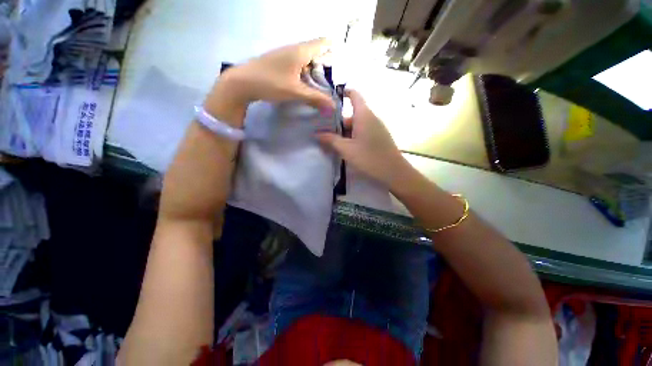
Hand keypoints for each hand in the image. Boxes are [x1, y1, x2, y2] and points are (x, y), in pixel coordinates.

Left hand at [204, 38, 335, 126]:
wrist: (242, 82)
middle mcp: (294, 49)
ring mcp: (285, 55)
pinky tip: (306, 85)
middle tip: (333, 82)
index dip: (334, 49)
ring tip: (322, 87)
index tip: (342, 64)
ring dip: (315, 71)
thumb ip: (316, 98)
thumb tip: (334, 106)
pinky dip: (305, 74)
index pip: (323, 43)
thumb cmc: (270, 83)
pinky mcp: (279, 63)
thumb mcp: (295, 91)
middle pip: (316, 52)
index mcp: (300, 51)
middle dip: (326, 65)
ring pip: (306, 59)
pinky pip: (298, 65)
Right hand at [317, 90, 408, 188]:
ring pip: (357, 125)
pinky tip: (346, 149)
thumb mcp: (346, 149)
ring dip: (344, 133)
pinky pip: (363, 133)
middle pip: (352, 114)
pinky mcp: (379, 138)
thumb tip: (317, 134)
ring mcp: (377, 128)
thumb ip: (331, 140)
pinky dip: (353, 137)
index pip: (354, 95)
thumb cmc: (369, 158)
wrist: (394, 173)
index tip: (329, 100)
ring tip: (332, 143)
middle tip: (324, 132)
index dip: (343, 93)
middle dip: (338, 123)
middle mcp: (371, 118)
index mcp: (364, 115)